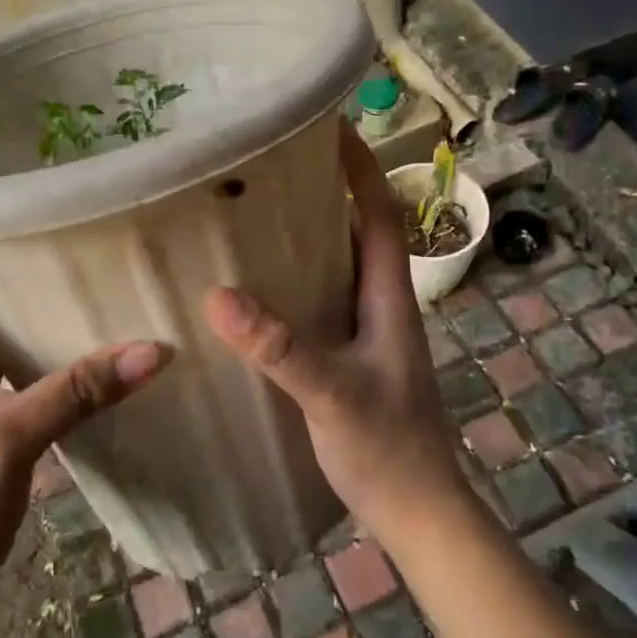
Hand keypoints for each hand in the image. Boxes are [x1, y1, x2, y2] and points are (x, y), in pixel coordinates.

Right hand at [200, 128, 470, 548]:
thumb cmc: (387, 448)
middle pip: (360, 232)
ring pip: (341, 269)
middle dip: (328, 193)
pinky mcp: (355, 359)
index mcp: (390, 298)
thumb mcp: (330, 393)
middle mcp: (384, 305)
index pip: (381, 214)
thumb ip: (279, 347)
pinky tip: (262, 292)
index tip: (330, 128)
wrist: (418, 510)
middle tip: (274, 168)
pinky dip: (300, 284)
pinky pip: (326, 304)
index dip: (360, 169)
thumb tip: (218, 296)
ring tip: (258, 216)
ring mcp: (371, 333)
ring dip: (311, 238)